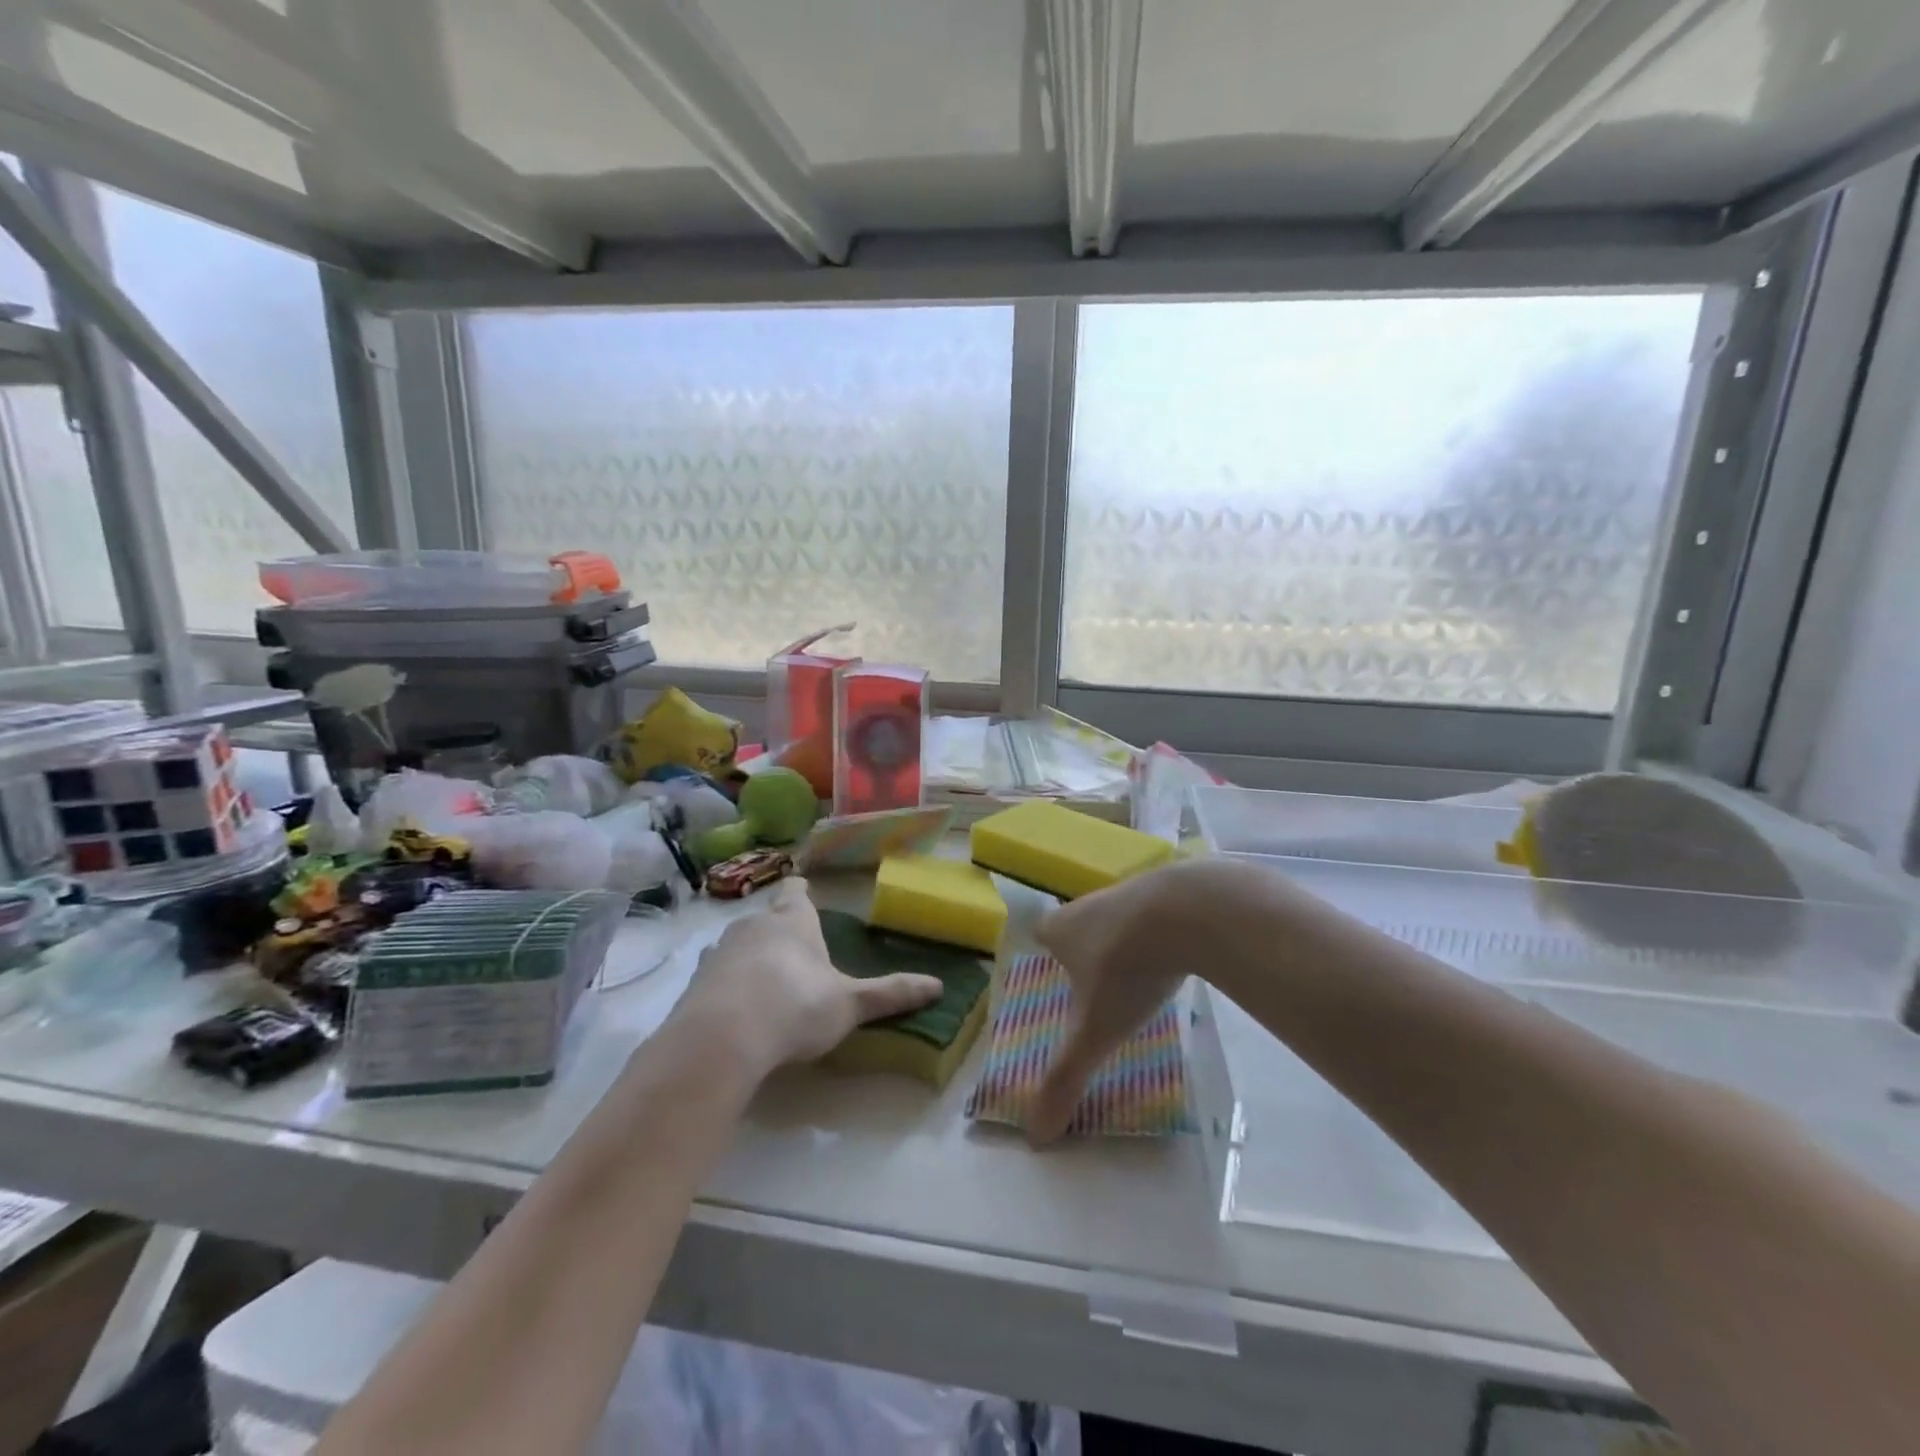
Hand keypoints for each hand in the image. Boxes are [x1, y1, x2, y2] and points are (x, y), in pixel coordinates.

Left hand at [671, 878, 942, 1078]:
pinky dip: (727, 987)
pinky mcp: (693, 984)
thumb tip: (938, 986)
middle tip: (798, 956)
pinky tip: (737, 1013)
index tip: (805, 892)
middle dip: (781, 932)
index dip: (801, 891)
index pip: (795, 890)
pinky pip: (716, 976)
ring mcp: (718, 953)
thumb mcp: (849, 1004)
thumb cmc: (795, 1006)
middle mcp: (753, 926)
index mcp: (793, 920)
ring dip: (751, 959)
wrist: (720, 1040)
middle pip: (767, 918)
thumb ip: (890, 994)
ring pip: (739, 946)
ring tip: (768, 986)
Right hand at [1029, 857, 1274, 1141]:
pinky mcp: (1173, 889)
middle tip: (1100, 985)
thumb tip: (1035, 1136)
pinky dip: (1163, 931)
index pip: (1042, 934)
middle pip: (1080, 924)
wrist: (1190, 911)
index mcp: (1062, 929)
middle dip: (1087, 950)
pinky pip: (1158, 912)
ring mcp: (1133, 891)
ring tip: (1140, 975)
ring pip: (1119, 917)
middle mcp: (1090, 903)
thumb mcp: (1095, 1032)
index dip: (1046, 953)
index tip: (1057, 978)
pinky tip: (1178, 956)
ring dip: (1126, 940)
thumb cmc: (1127, 969)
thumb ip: (1065, 1079)